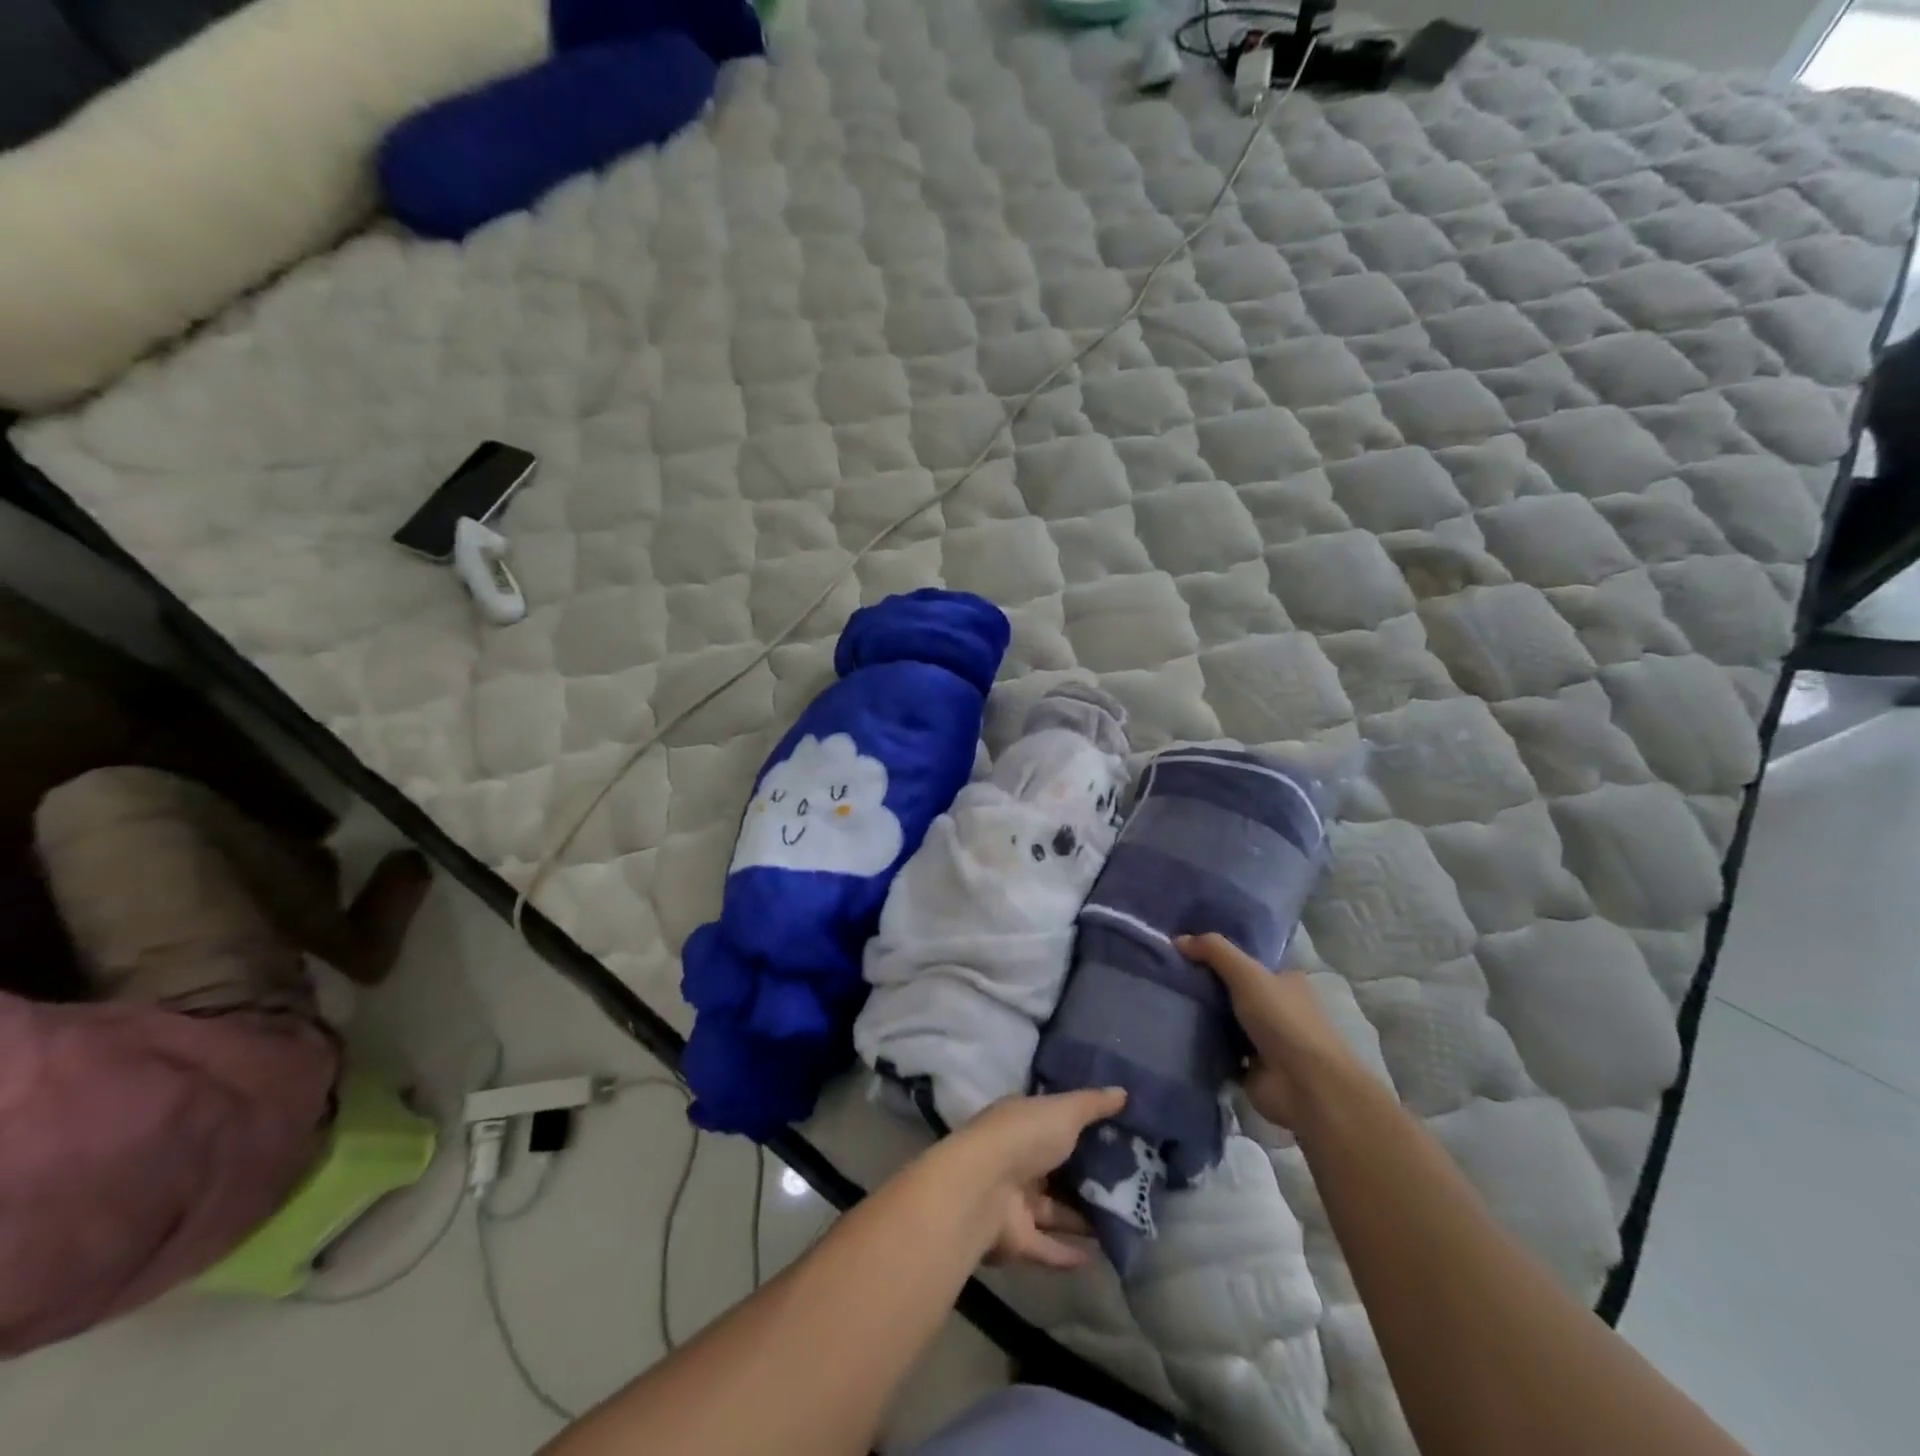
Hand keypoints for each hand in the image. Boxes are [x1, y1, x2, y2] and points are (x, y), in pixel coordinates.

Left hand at [942, 1088, 1125, 1269]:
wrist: (982, 1189)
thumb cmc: (1023, 1137)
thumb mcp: (1063, 1111)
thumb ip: (1092, 1104)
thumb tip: (1123, 1091)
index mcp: (1021, 1123)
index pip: (1050, 1122)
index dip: (1078, 1126)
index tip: (1114, 1134)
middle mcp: (1015, 1159)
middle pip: (1054, 1169)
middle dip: (1084, 1176)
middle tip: (1128, 1183)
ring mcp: (1013, 1200)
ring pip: (1052, 1210)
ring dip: (1080, 1217)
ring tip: (1121, 1222)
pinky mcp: (1015, 1239)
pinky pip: (1047, 1247)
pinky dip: (1068, 1253)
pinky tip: (1098, 1257)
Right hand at [1178, 932, 1356, 1129]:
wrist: (1304, 1085)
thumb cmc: (1282, 1020)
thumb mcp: (1247, 973)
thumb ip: (1213, 951)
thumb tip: (1178, 939)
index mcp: (1285, 982)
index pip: (1249, 962)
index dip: (1220, 956)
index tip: (1186, 951)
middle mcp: (1278, 1009)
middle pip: (1234, 992)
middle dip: (1206, 987)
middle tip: (1169, 977)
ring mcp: (1266, 1042)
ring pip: (1226, 1022)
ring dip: (1203, 1018)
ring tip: (1165, 1002)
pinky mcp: (1252, 1070)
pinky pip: (1220, 1052)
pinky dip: (1203, 1047)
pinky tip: (1176, 1035)